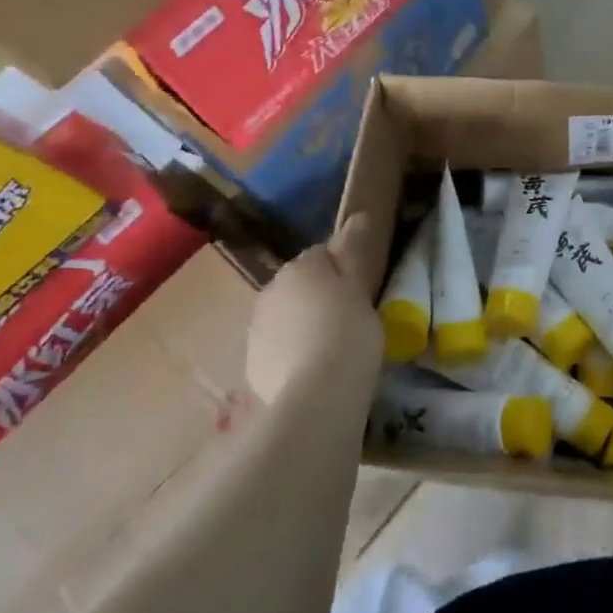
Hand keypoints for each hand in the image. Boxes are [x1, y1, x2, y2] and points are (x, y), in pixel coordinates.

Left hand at [244, 215, 382, 400]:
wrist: (316, 396)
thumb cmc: (348, 332)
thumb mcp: (360, 289)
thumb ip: (354, 252)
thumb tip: (357, 216)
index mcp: (299, 267)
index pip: (322, 255)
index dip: (343, 271)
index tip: (361, 292)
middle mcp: (271, 290)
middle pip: (300, 286)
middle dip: (319, 298)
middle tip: (350, 321)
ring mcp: (256, 329)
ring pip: (286, 318)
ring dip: (304, 326)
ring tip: (333, 351)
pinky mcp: (252, 365)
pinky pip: (278, 350)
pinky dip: (293, 356)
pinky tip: (314, 372)